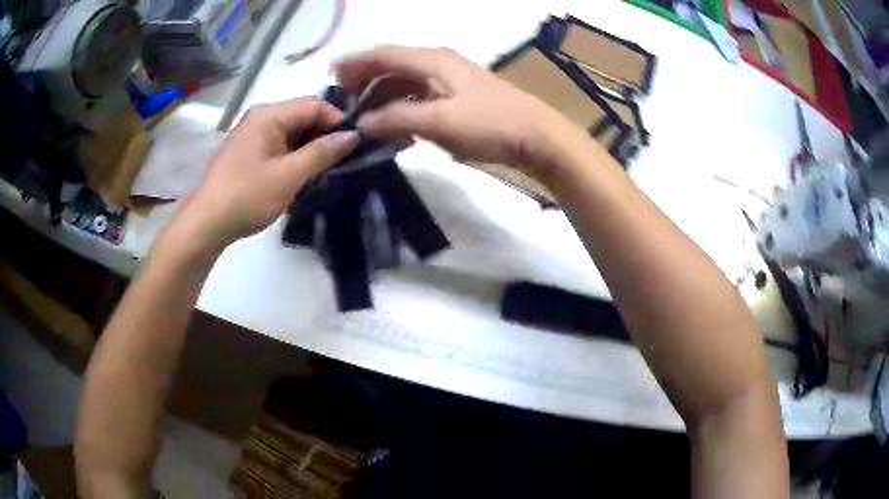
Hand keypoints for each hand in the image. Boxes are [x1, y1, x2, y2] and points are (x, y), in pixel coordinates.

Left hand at [170, 97, 357, 249]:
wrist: (206, 223)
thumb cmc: (246, 196)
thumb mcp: (289, 176)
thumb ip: (322, 153)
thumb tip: (353, 135)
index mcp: (269, 115)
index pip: (314, 104)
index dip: (337, 121)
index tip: (353, 146)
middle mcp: (261, 117)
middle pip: (303, 117)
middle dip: (324, 137)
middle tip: (340, 162)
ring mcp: (253, 134)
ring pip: (293, 133)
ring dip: (309, 151)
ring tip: (323, 173)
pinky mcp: (249, 152)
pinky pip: (280, 146)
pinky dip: (294, 158)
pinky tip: (301, 178)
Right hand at [334, 46, 581, 177]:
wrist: (538, 137)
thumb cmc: (490, 124)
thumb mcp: (439, 121)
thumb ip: (397, 118)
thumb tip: (362, 123)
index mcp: (432, 60)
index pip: (384, 55)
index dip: (355, 63)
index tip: (330, 76)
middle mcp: (439, 63)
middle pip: (393, 66)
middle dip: (366, 80)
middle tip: (343, 100)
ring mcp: (451, 80)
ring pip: (406, 82)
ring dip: (383, 95)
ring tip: (363, 115)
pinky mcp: (459, 97)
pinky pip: (421, 96)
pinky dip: (403, 107)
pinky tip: (395, 123)